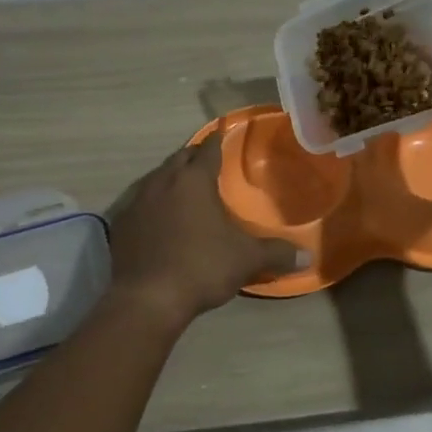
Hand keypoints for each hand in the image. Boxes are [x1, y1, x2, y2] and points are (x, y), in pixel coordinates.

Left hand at [105, 137, 303, 326]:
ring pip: (157, 177)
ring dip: (171, 177)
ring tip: (184, 186)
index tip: (222, 133)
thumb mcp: (246, 259)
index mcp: (194, 180)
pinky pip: (140, 202)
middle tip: (206, 159)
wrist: (147, 299)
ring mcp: (137, 201)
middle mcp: (163, 181)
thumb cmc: (201, 267)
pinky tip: (158, 216)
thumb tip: (309, 255)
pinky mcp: (121, 223)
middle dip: (193, 156)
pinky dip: (152, 202)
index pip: (208, 150)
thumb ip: (277, 253)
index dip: (217, 141)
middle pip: (180, 158)